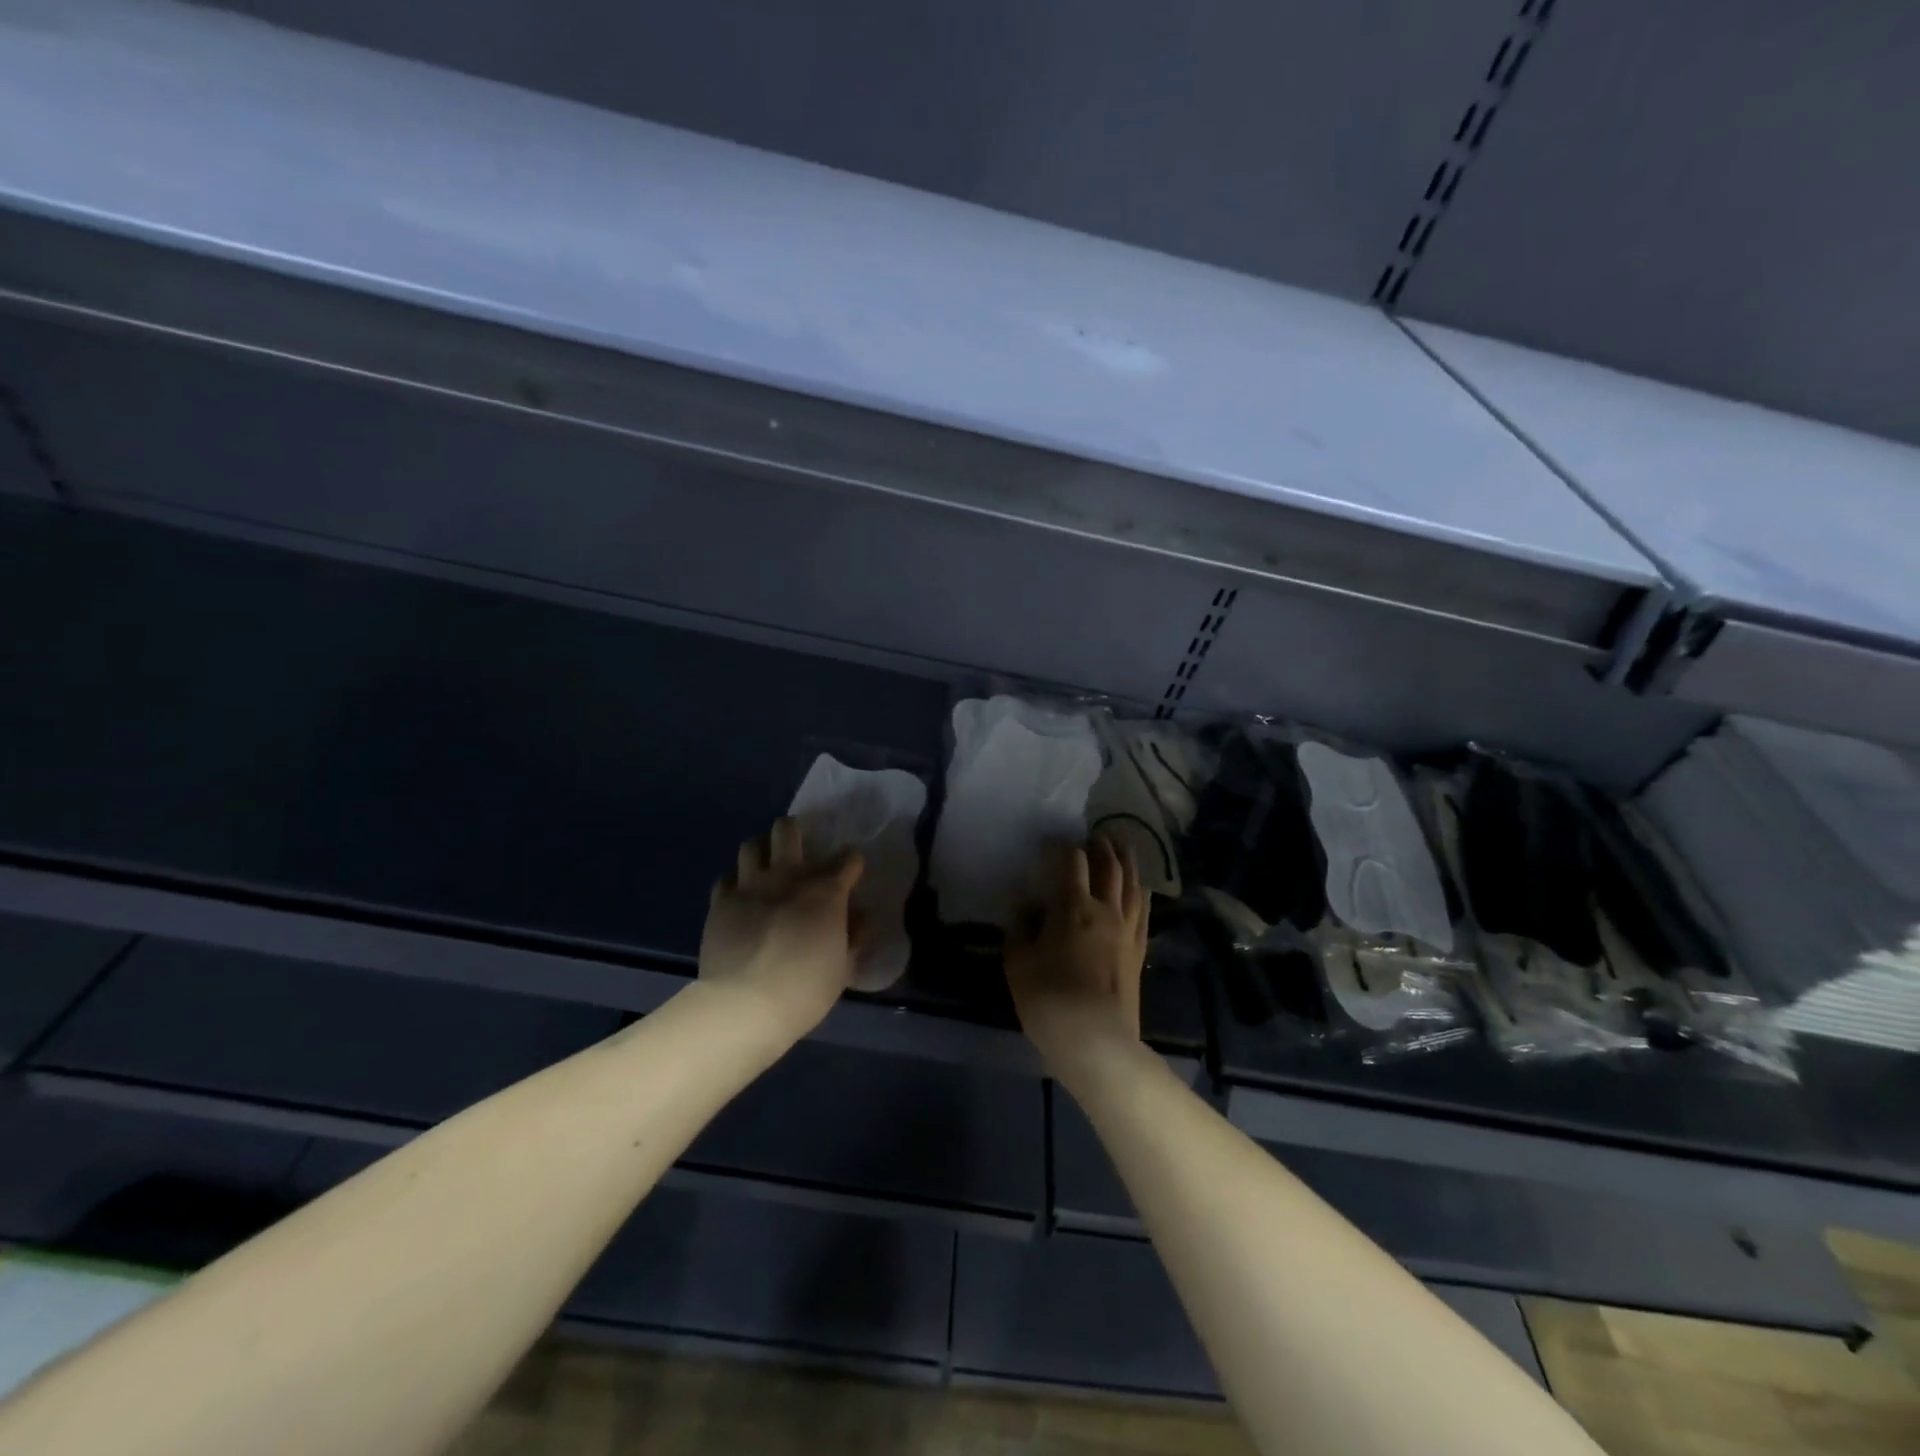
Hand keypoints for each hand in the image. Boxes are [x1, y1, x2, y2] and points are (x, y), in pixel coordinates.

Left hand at [698, 817, 864, 1046]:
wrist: (745, 1005)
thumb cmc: (805, 989)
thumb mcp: (844, 968)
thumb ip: (855, 935)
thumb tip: (862, 915)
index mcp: (826, 892)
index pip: (848, 859)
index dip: (852, 863)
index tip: (851, 873)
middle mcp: (788, 877)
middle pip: (788, 830)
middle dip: (794, 832)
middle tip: (797, 851)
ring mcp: (751, 886)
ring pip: (752, 845)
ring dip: (761, 852)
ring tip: (764, 868)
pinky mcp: (720, 902)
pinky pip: (726, 879)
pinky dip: (734, 884)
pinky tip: (739, 898)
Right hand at [1005, 836, 1148, 1072]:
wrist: (1097, 1042)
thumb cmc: (1049, 1000)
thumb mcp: (1018, 964)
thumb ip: (1020, 928)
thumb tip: (1027, 905)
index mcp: (1073, 908)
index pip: (1072, 864)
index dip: (1063, 847)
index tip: (1053, 841)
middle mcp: (1106, 910)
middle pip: (1109, 868)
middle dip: (1102, 847)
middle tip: (1096, 834)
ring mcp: (1127, 930)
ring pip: (1132, 885)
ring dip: (1127, 862)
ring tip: (1123, 847)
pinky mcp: (1139, 951)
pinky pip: (1144, 911)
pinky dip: (1141, 892)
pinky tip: (1141, 887)